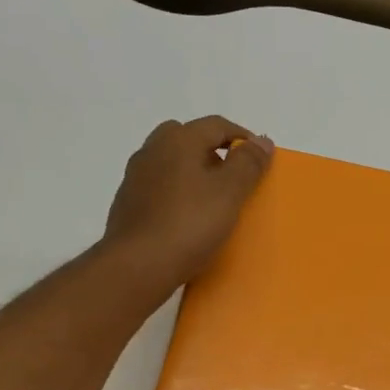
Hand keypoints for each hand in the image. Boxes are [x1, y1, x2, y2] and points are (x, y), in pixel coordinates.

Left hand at [102, 116, 273, 292]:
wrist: (138, 265)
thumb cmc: (190, 224)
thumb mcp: (230, 193)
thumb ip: (248, 163)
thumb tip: (262, 140)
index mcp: (179, 140)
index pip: (217, 125)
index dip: (242, 137)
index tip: (259, 158)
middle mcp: (153, 149)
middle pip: (187, 137)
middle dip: (212, 150)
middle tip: (231, 174)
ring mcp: (135, 176)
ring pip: (169, 161)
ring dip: (191, 170)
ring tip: (210, 197)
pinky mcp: (127, 203)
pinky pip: (158, 186)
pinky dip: (175, 191)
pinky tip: (185, 216)